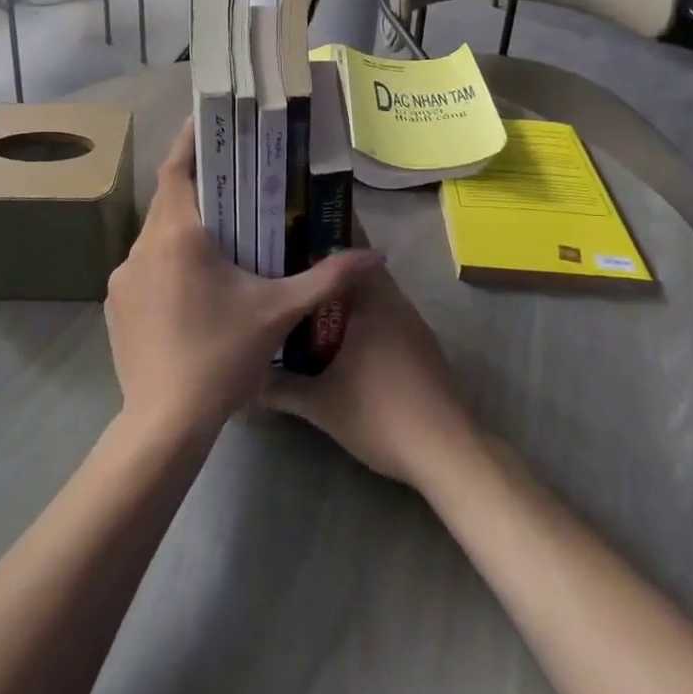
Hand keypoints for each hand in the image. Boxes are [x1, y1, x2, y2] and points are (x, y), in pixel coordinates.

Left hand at [106, 118, 382, 441]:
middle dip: (197, 188)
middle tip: (230, 181)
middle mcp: (143, 247)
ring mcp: (123, 278)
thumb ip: (326, 278)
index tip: (206, 119)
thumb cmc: (222, 356)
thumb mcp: (278, 312)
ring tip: (218, 237)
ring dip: (182, 230)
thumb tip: (375, 255)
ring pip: (155, 236)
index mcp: (178, 235)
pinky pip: (143, 268)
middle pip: (168, 201)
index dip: (189, 140)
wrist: (165, 425)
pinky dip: (166, 263)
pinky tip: (192, 287)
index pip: (176, 169)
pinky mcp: (115, 306)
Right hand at [262, 263, 479, 489]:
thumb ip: (281, 388)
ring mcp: (413, 324)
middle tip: (294, 279)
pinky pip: (387, 317)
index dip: (320, 244)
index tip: (291, 243)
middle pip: (360, 273)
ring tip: (311, 307)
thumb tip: (247, 381)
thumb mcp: (321, 404)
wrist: (446, 450)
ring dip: (349, 299)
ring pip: (376, 296)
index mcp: (372, 300)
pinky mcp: (423, 347)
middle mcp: (395, 302)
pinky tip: (345, 342)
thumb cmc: (380, 414)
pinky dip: (366, 319)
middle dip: (329, 275)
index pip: (347, 252)